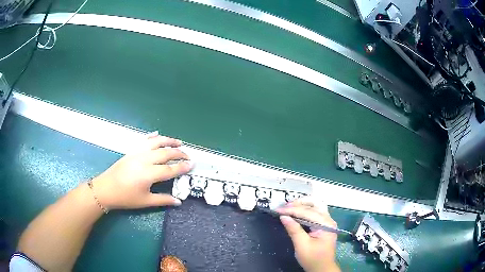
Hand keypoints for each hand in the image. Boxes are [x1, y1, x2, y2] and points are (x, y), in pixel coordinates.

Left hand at [91, 133, 192, 209]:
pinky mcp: (131, 151)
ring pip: (155, 143)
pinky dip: (152, 137)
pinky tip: (157, 134)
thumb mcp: (145, 201)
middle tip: (188, 156)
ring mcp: (137, 153)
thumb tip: (179, 201)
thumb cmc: (125, 197)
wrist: (105, 189)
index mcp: (148, 174)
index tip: (192, 164)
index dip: (182, 167)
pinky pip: (143, 140)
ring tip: (178, 142)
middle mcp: (144, 160)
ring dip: (168, 141)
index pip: (170, 169)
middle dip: (179, 153)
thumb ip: (163, 200)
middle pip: (165, 153)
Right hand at [277, 197, 339, 271]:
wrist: (322, 269)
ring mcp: (327, 221)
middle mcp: (328, 219)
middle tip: (284, 207)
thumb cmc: (313, 259)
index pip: (307, 212)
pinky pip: (315, 212)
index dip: (291, 210)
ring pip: (316, 206)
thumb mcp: (302, 246)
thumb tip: (283, 216)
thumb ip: (294, 230)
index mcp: (325, 224)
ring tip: (289, 207)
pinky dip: (305, 210)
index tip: (278, 210)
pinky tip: (296, 212)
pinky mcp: (324, 225)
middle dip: (298, 204)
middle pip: (314, 204)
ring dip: (302, 204)